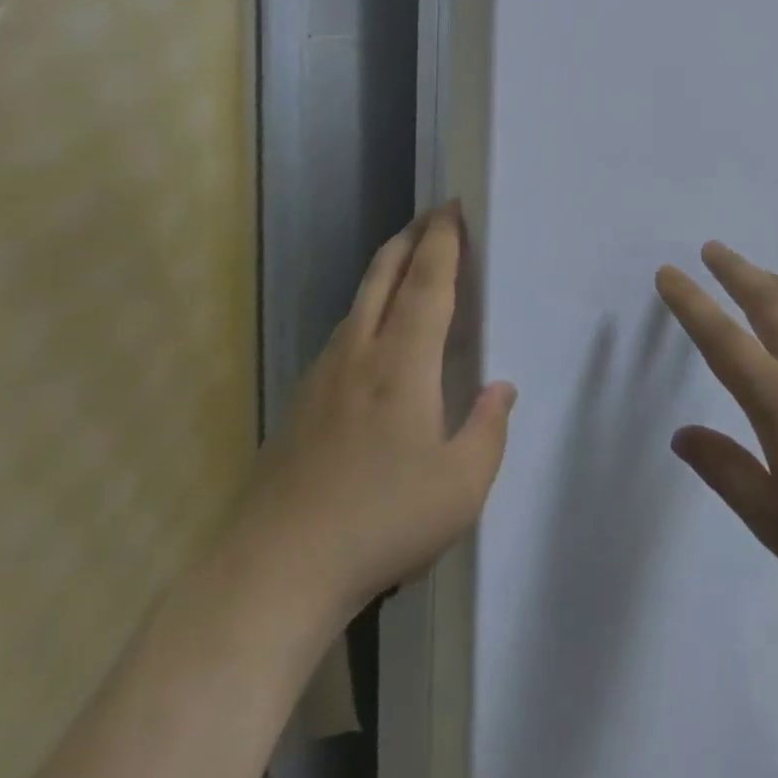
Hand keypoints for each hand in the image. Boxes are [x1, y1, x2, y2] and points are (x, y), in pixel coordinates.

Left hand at [236, 205, 516, 617]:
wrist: (276, 569)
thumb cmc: (382, 522)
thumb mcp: (461, 486)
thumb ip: (488, 430)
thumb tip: (501, 389)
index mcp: (403, 362)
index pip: (428, 282)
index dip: (443, 241)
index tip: (453, 208)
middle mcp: (360, 353)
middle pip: (384, 275)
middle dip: (411, 237)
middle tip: (433, 216)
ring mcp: (323, 375)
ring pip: (358, 301)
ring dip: (386, 269)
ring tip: (408, 262)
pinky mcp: (301, 402)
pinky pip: (343, 333)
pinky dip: (366, 308)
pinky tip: (372, 334)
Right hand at [655, 242, 777, 607]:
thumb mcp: (777, 522)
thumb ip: (726, 471)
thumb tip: (682, 434)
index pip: (722, 339)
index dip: (691, 303)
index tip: (669, 272)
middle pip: (767, 301)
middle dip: (735, 270)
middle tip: (713, 248)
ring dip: (776, 281)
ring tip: (758, 272)